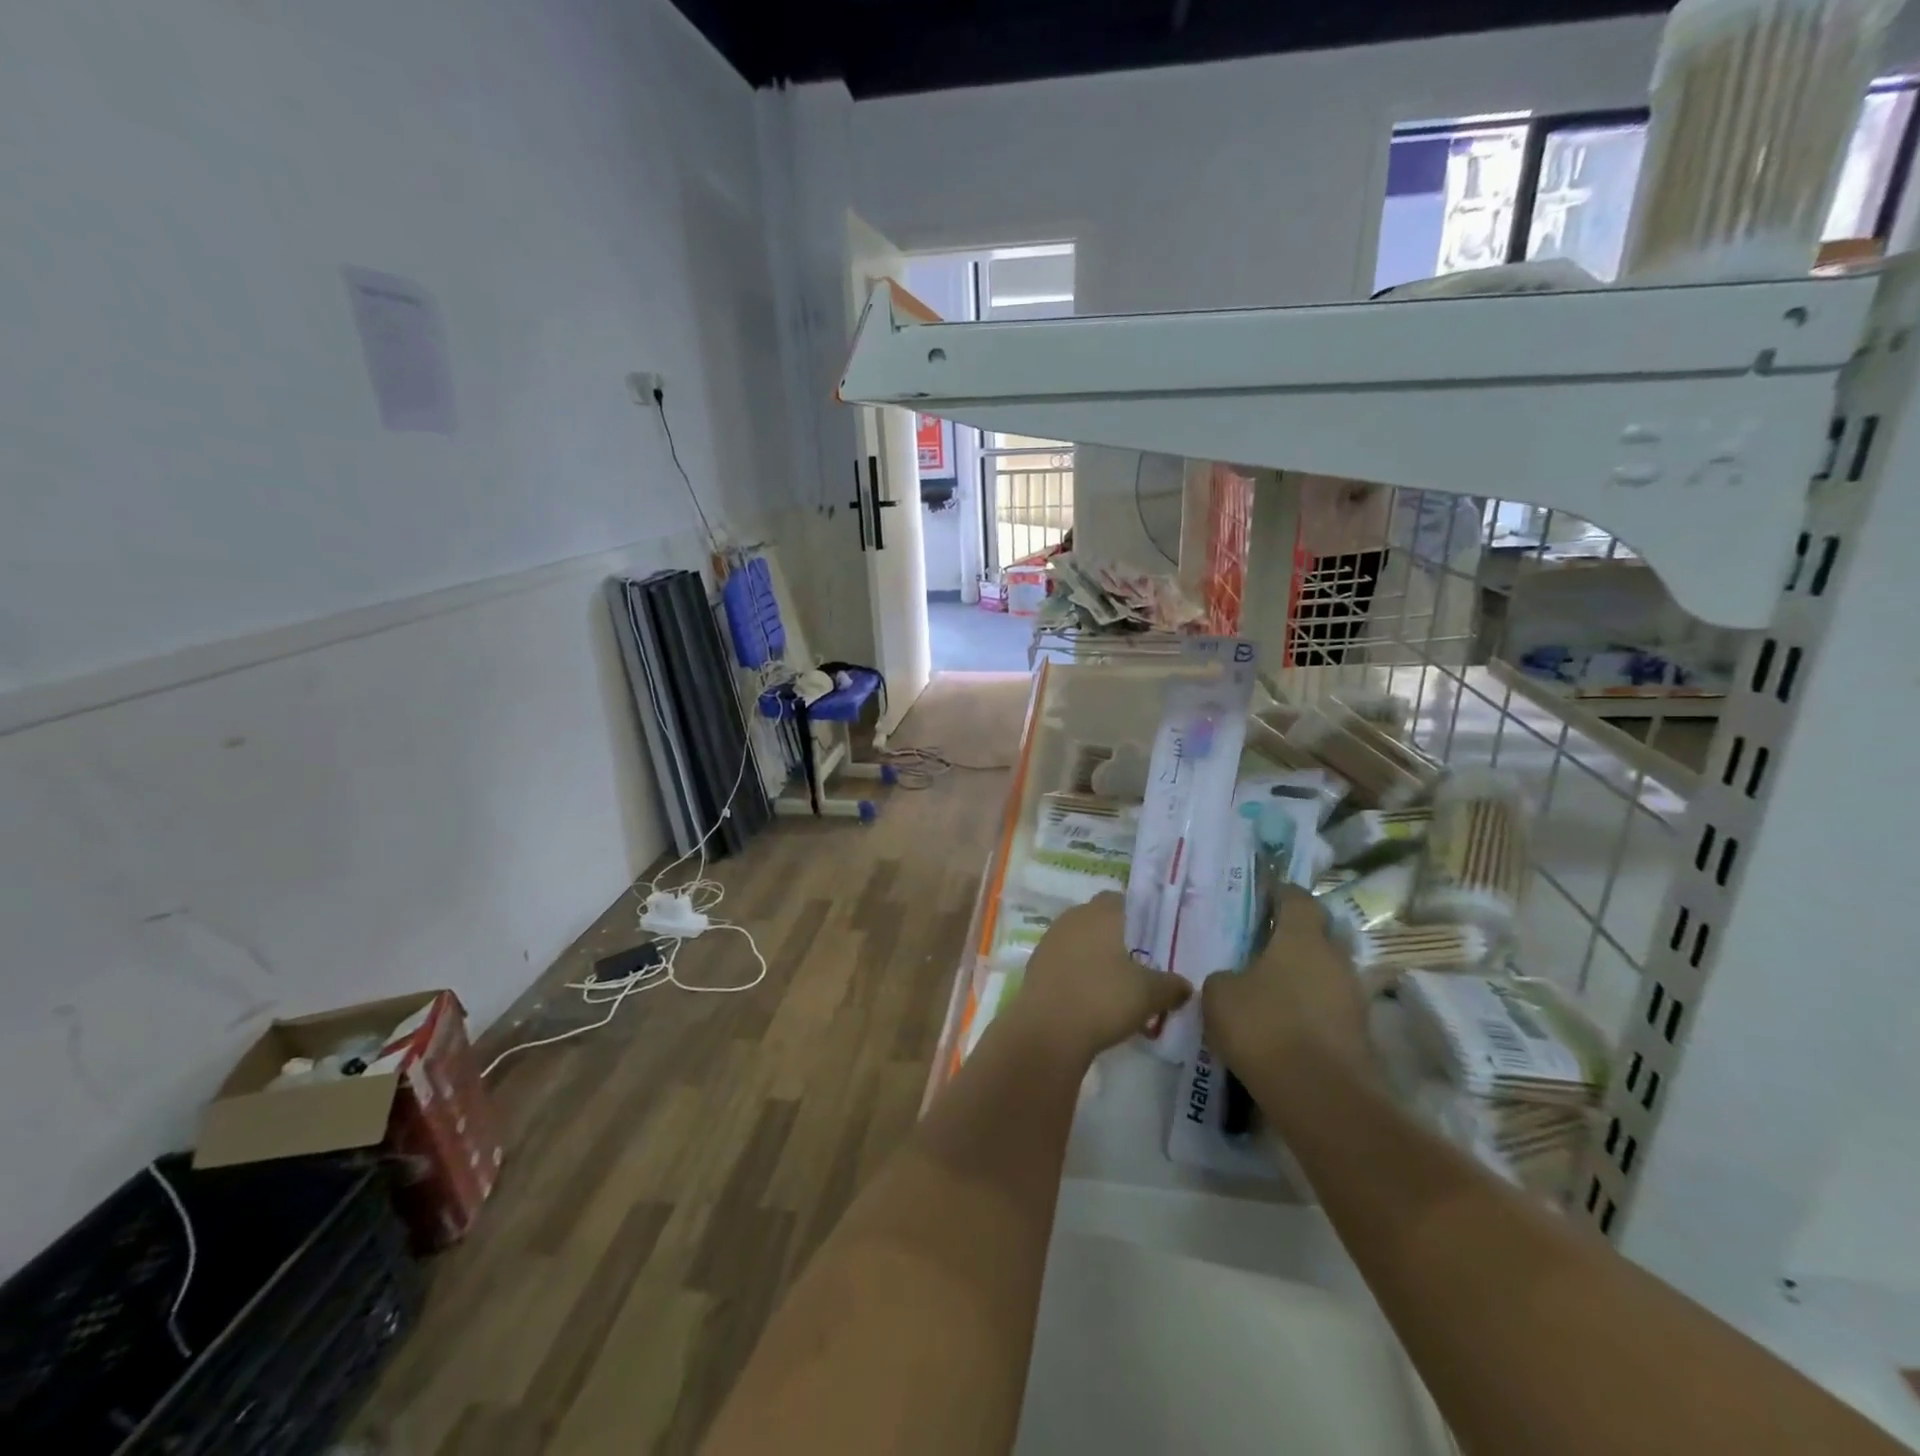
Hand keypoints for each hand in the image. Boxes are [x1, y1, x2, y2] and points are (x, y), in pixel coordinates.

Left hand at [1007, 892, 1190, 1065]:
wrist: (1048, 1030)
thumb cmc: (1103, 999)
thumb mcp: (1149, 994)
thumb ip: (1171, 985)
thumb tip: (1185, 985)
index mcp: (1100, 913)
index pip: (1122, 901)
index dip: (1139, 918)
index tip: (1153, 942)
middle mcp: (1072, 918)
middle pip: (1099, 920)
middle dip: (1118, 939)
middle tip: (1139, 965)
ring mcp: (1050, 940)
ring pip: (1080, 941)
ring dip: (1096, 957)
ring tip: (1117, 986)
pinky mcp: (1036, 965)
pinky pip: (1064, 962)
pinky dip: (1078, 973)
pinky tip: (1090, 998)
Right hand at [1202, 885, 1372, 1079]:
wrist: (1321, 1098)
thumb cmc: (1264, 1028)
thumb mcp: (1220, 995)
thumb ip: (1225, 977)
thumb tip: (1235, 980)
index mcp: (1302, 938)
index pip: (1297, 899)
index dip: (1281, 892)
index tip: (1264, 892)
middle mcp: (1335, 960)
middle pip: (1318, 935)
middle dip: (1294, 937)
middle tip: (1263, 944)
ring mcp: (1354, 998)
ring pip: (1326, 974)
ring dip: (1303, 976)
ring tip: (1271, 988)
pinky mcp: (1360, 1035)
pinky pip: (1330, 1008)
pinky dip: (1310, 1010)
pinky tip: (1285, 1024)